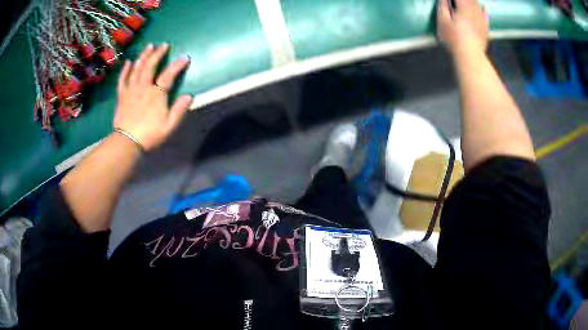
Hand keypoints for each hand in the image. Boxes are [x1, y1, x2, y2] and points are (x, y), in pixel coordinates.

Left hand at [114, 43, 192, 150]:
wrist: (127, 142)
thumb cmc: (150, 134)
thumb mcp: (169, 125)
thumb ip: (179, 110)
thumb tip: (189, 96)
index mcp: (156, 94)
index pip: (169, 75)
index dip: (177, 65)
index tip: (185, 57)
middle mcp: (144, 87)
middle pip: (151, 66)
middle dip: (158, 54)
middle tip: (163, 45)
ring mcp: (131, 90)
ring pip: (137, 68)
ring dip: (143, 56)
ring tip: (149, 46)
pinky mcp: (122, 95)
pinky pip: (123, 79)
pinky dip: (125, 70)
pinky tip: (128, 62)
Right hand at [437, 0, 488, 57]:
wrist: (470, 58)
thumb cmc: (453, 39)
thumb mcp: (443, 21)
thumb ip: (443, 6)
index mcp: (463, 7)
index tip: (449, 0)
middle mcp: (474, 11)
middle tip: (456, 2)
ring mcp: (481, 20)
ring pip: (478, 4)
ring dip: (472, 1)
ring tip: (466, 3)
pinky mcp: (485, 28)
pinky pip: (485, 14)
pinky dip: (483, 8)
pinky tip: (482, 7)